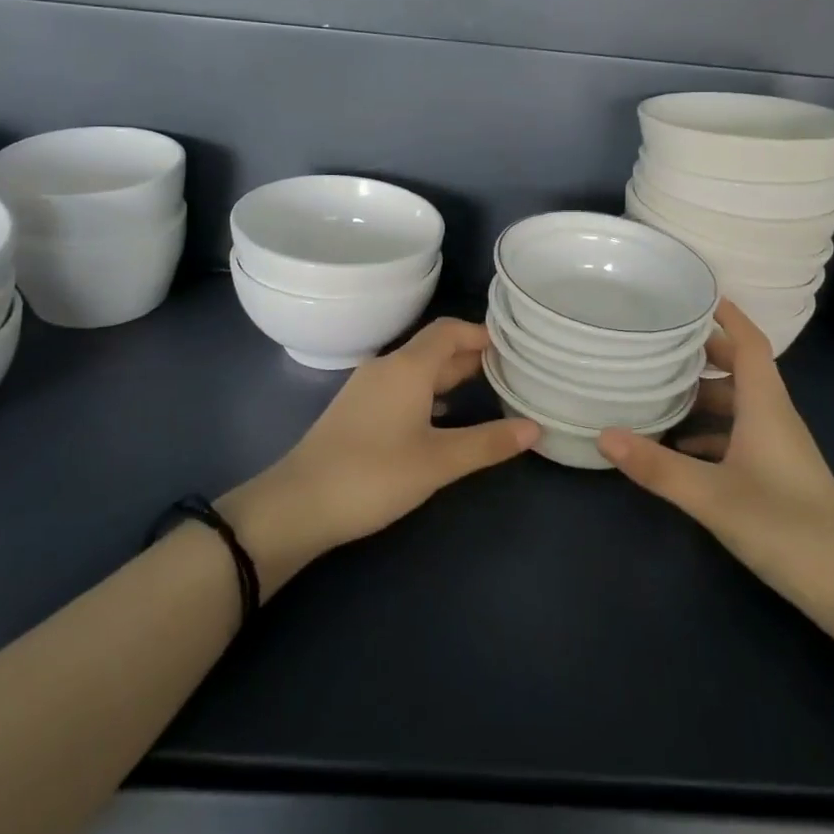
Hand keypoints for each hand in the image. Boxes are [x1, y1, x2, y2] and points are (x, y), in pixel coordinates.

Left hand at [221, 319, 536, 591]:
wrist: (299, 504)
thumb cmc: (374, 475)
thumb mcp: (438, 462)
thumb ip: (487, 443)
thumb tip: (535, 428)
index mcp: (407, 367)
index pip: (449, 330)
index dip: (481, 333)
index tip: (513, 346)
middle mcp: (387, 367)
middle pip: (435, 348)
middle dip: (471, 355)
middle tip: (509, 370)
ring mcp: (368, 388)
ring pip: (417, 369)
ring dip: (450, 375)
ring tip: (485, 390)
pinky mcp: (357, 410)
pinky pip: (402, 387)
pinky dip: (428, 392)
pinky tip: (442, 416)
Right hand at [596, 300, 833, 620]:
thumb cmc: (784, 526)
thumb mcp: (712, 496)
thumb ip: (657, 466)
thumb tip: (603, 434)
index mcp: (766, 405)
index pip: (748, 342)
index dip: (726, 313)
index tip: (693, 292)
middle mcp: (773, 416)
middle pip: (739, 367)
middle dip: (702, 350)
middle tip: (657, 339)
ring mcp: (777, 446)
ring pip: (737, 402)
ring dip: (702, 392)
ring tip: (657, 387)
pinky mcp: (776, 472)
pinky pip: (738, 434)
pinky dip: (709, 430)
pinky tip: (679, 446)